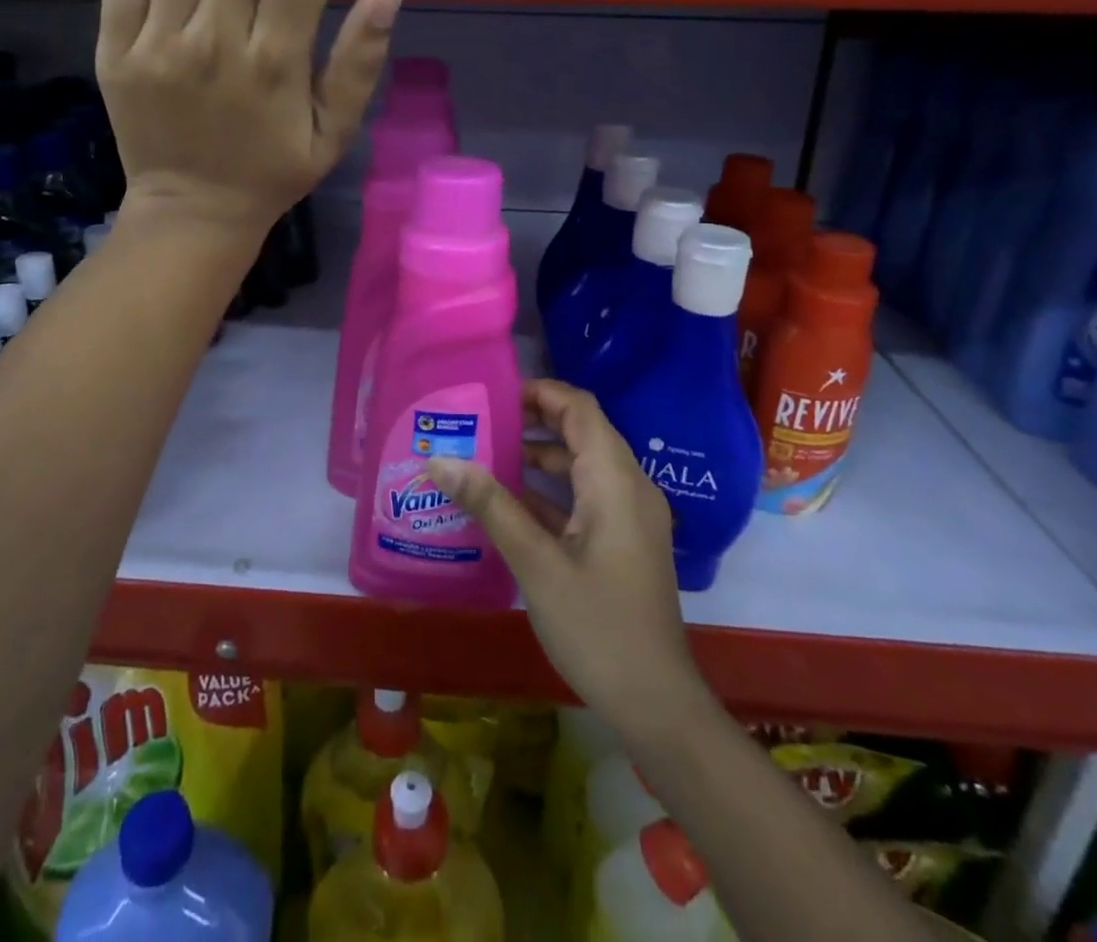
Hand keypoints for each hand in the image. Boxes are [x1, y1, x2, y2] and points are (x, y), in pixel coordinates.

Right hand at [427, 381, 706, 740]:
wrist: (656, 703)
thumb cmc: (597, 627)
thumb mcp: (536, 564)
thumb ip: (490, 505)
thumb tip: (440, 460)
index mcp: (615, 480)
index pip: (580, 408)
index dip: (540, 392)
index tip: (494, 396)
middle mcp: (630, 487)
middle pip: (582, 431)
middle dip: (533, 422)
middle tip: (482, 424)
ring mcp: (630, 516)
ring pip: (583, 465)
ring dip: (539, 457)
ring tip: (486, 457)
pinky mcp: (625, 541)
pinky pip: (586, 496)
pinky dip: (551, 491)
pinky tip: (508, 504)